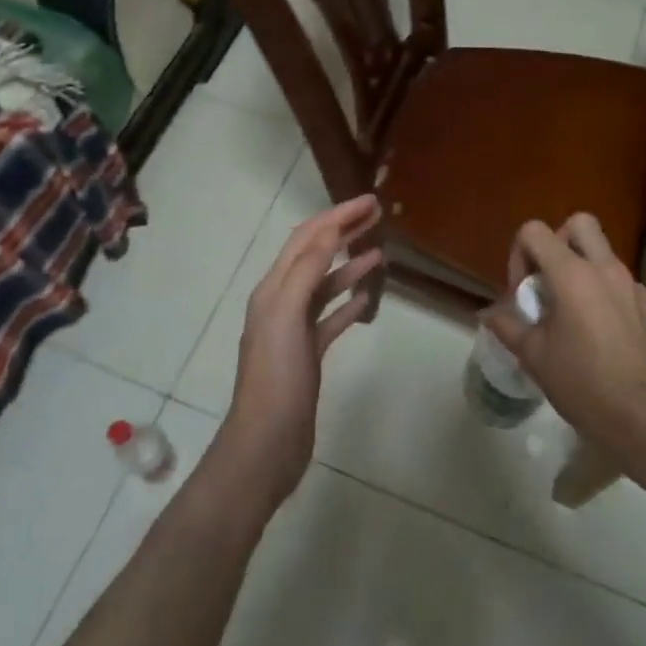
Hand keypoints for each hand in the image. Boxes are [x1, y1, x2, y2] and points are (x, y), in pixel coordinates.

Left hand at [218, 195, 384, 506]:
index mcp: (273, 289)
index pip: (306, 238)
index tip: (369, 201)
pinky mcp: (308, 354)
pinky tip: (369, 298)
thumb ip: (306, 271)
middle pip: (315, 255)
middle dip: (343, 231)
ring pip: (325, 286)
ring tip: (380, 252)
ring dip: (350, 265)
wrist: (266, 444)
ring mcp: (294, 329)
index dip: (336, 216)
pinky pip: (331, 318)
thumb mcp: (286, 317)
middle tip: (377, 215)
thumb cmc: (276, 379)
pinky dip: (350, 303)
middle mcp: (281, 302)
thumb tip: (328, 230)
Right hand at [481, 214, 645, 478]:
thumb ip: (508, 326)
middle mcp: (604, 269)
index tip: (521, 292)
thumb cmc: (585, 386)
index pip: (535, 231)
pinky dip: (601, 289)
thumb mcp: (534, 357)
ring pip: (601, 251)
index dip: (519, 254)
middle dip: (556, 242)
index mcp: (572, 275)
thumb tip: (488, 313)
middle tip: (547, 280)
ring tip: (567, 310)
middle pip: (578, 223)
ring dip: (579, 266)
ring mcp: (631, 285)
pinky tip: (595, 330)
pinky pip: (618, 279)